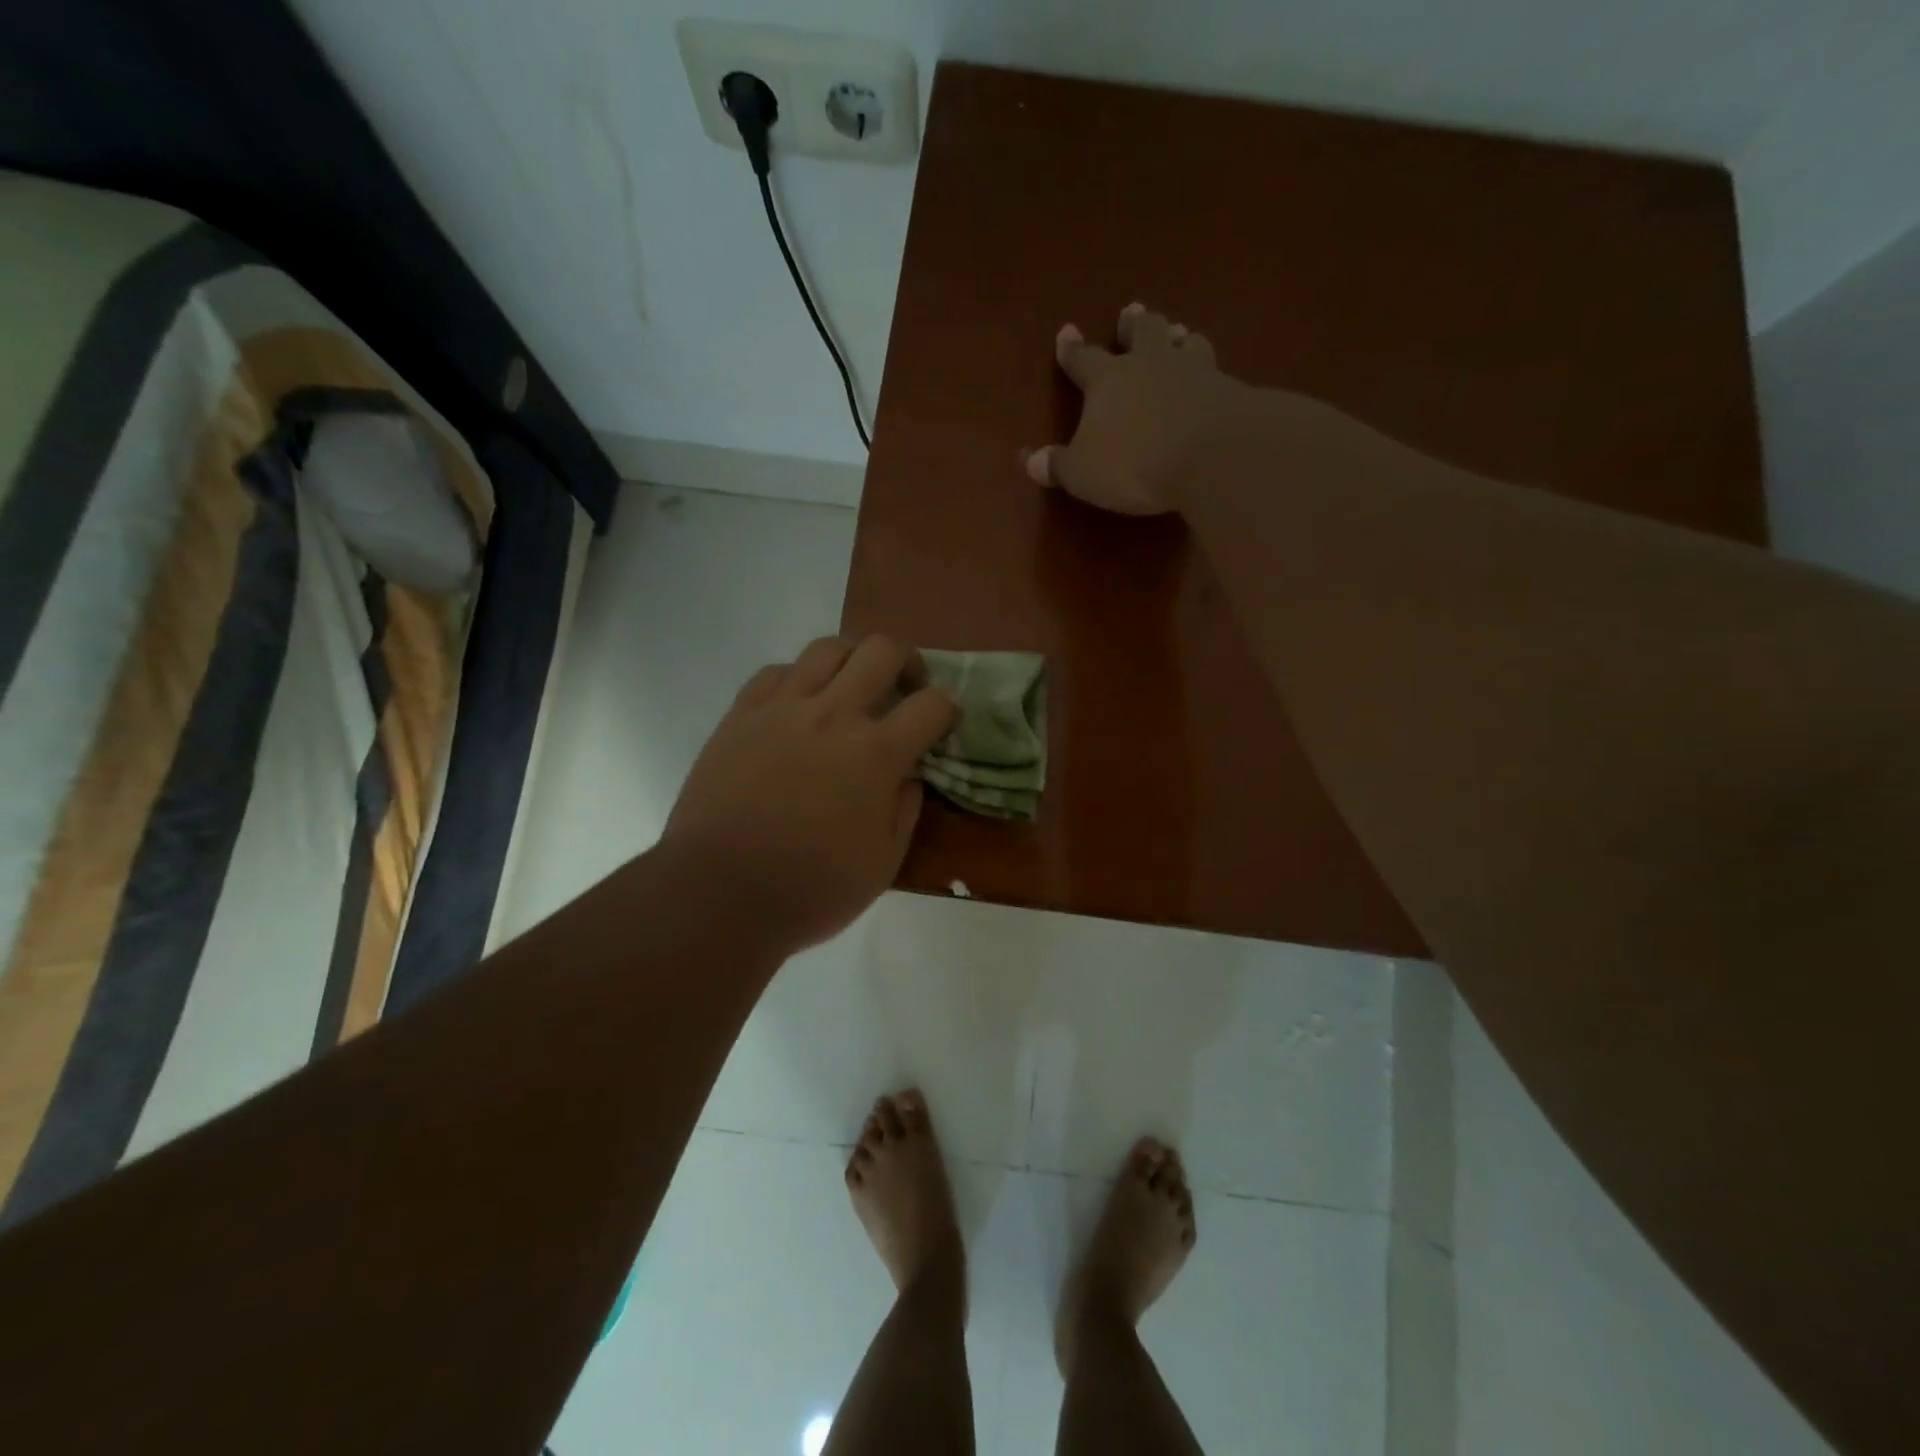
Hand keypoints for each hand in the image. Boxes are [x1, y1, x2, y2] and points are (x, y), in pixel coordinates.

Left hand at [662, 635, 958, 952]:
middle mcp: (833, 715)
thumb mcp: (883, 863)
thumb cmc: (810, 889)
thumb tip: (908, 775)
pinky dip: (799, 677)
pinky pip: (777, 671)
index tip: (945, 719)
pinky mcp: (741, 714)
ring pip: (828, 647)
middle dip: (907, 661)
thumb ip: (905, 809)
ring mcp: (782, 708)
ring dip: (853, 659)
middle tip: (905, 687)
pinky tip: (799, 704)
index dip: (949, 707)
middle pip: (882, 650)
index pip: (932, 705)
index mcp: (876, 754)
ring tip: (852, 687)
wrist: (718, 893)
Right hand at [1022, 302, 1254, 515]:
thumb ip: (1059, 465)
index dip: (1072, 349)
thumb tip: (1031, 460)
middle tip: (1132, 312)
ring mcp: (1194, 371)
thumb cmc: (1134, 463)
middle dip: (1134, 324)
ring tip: (1179, 335)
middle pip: (1142, 332)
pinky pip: (1216, 371)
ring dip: (1178, 338)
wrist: (1211, 455)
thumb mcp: (1083, 473)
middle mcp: (1150, 364)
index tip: (1067, 332)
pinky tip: (1214, 378)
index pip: (1084, 359)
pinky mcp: (1228, 388)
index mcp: (1108, 380)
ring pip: (1185, 343)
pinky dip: (1210, 372)